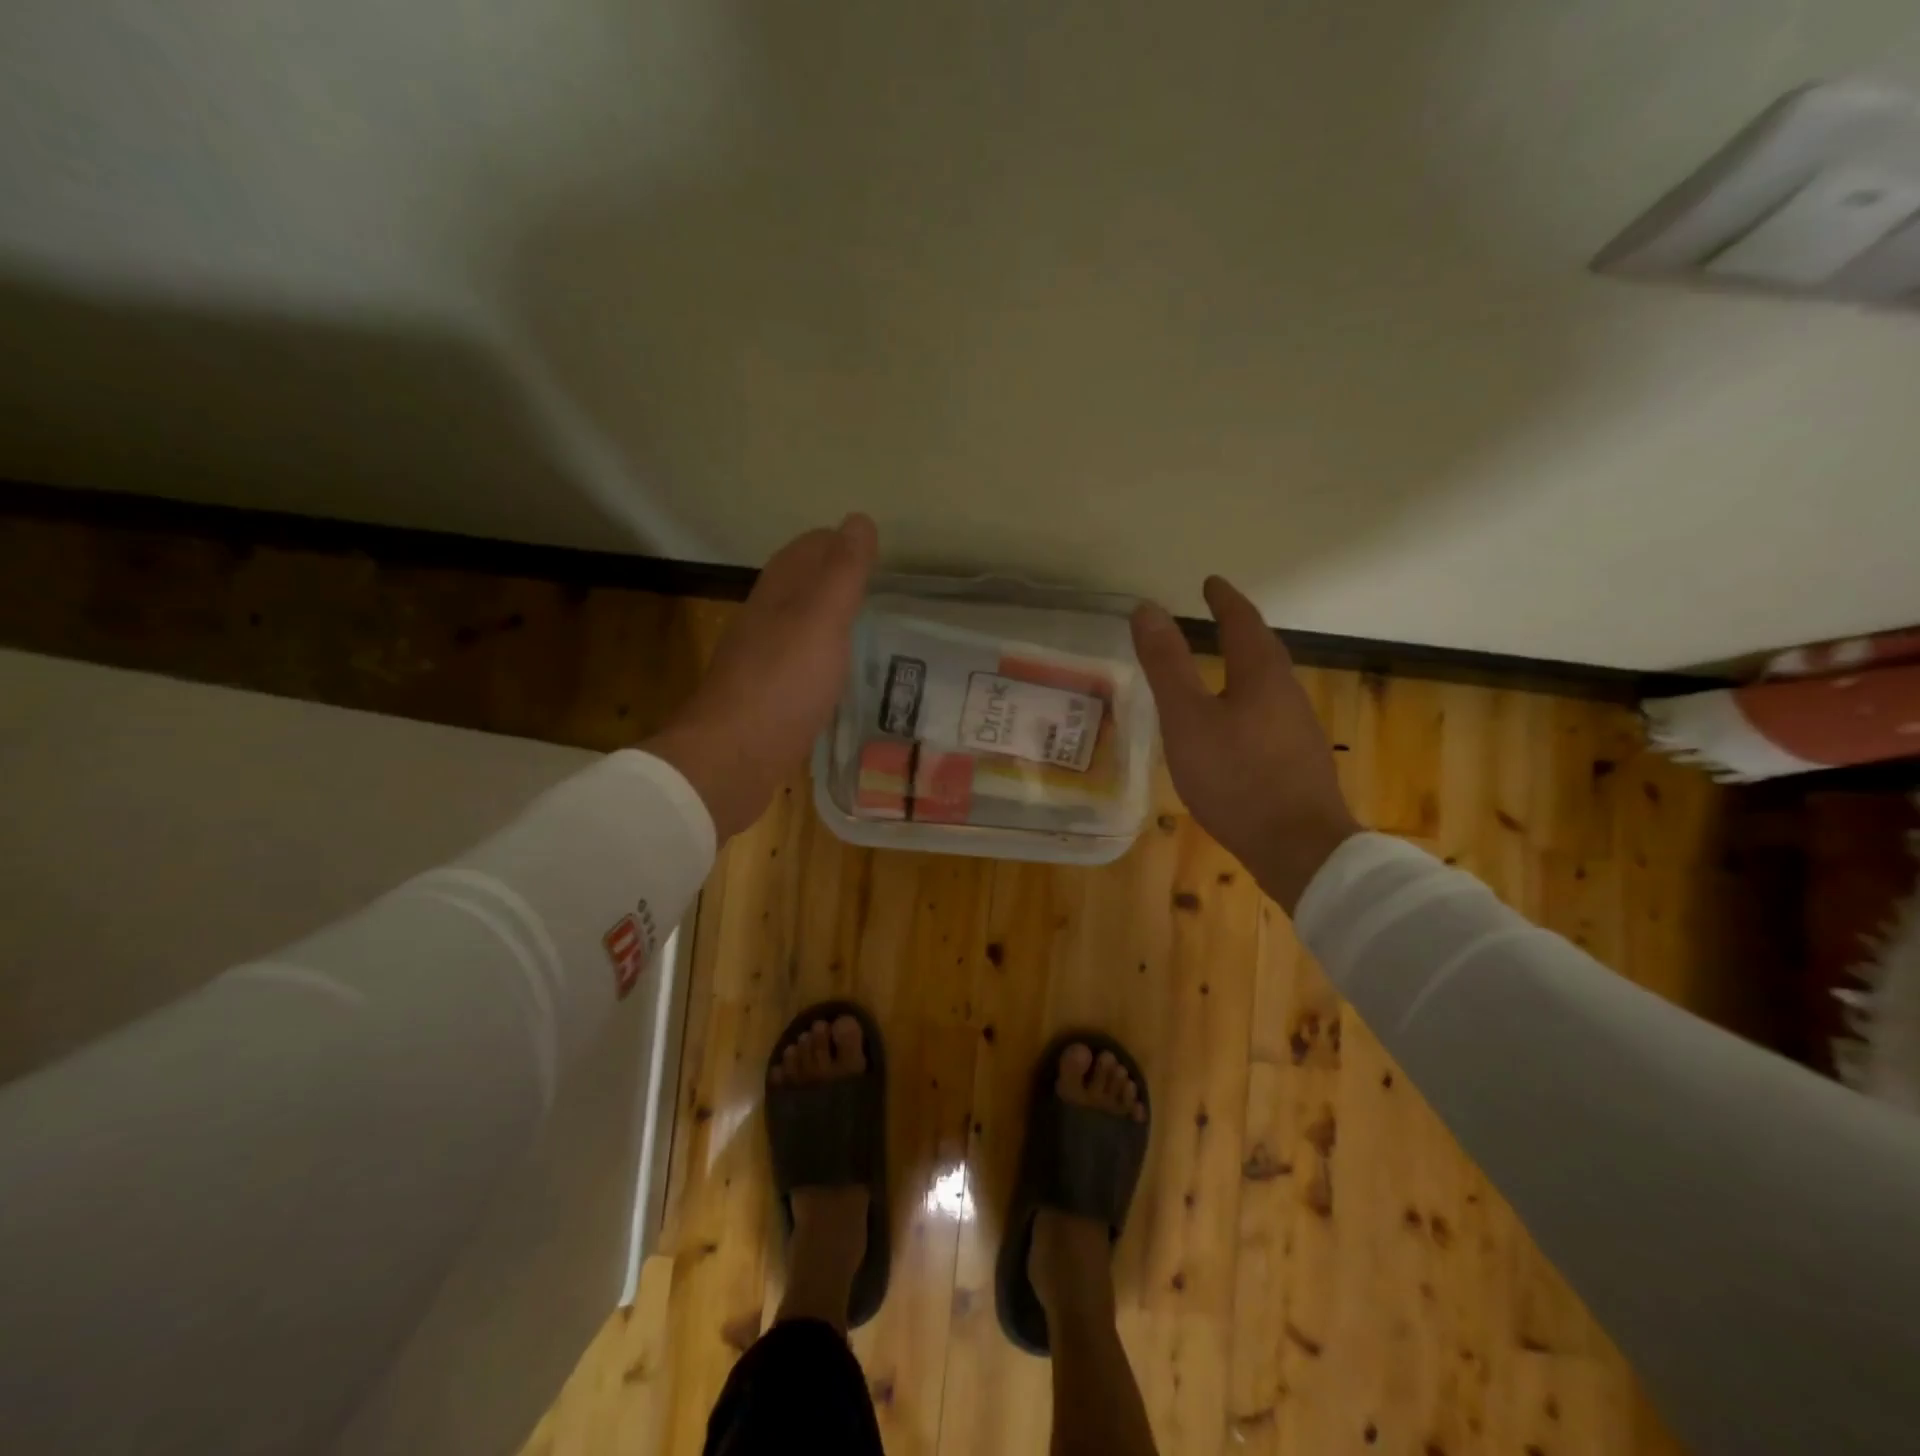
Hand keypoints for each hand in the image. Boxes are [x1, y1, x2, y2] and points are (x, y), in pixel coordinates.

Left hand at [646, 514, 877, 839]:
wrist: (733, 759)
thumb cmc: (783, 683)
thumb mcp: (822, 620)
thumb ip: (843, 572)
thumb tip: (859, 518)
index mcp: (776, 595)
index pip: (805, 551)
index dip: (836, 542)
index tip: (871, 548)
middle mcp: (763, 622)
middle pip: (796, 585)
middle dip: (829, 576)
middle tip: (872, 584)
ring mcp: (759, 663)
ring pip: (795, 625)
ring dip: (823, 617)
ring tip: (859, 623)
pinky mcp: (764, 700)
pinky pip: (796, 664)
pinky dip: (818, 656)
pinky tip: (833, 673)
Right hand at [1131, 577, 1360, 912]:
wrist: (1298, 848)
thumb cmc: (1236, 777)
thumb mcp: (1187, 718)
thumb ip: (1167, 664)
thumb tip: (1148, 608)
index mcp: (1262, 675)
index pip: (1243, 622)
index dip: (1224, 600)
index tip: (1210, 582)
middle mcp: (1288, 694)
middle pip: (1264, 651)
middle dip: (1240, 630)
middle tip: (1216, 618)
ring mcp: (1299, 730)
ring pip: (1269, 686)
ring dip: (1246, 667)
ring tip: (1220, 668)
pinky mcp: (1299, 763)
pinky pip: (1271, 717)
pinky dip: (1249, 704)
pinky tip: (1235, 728)